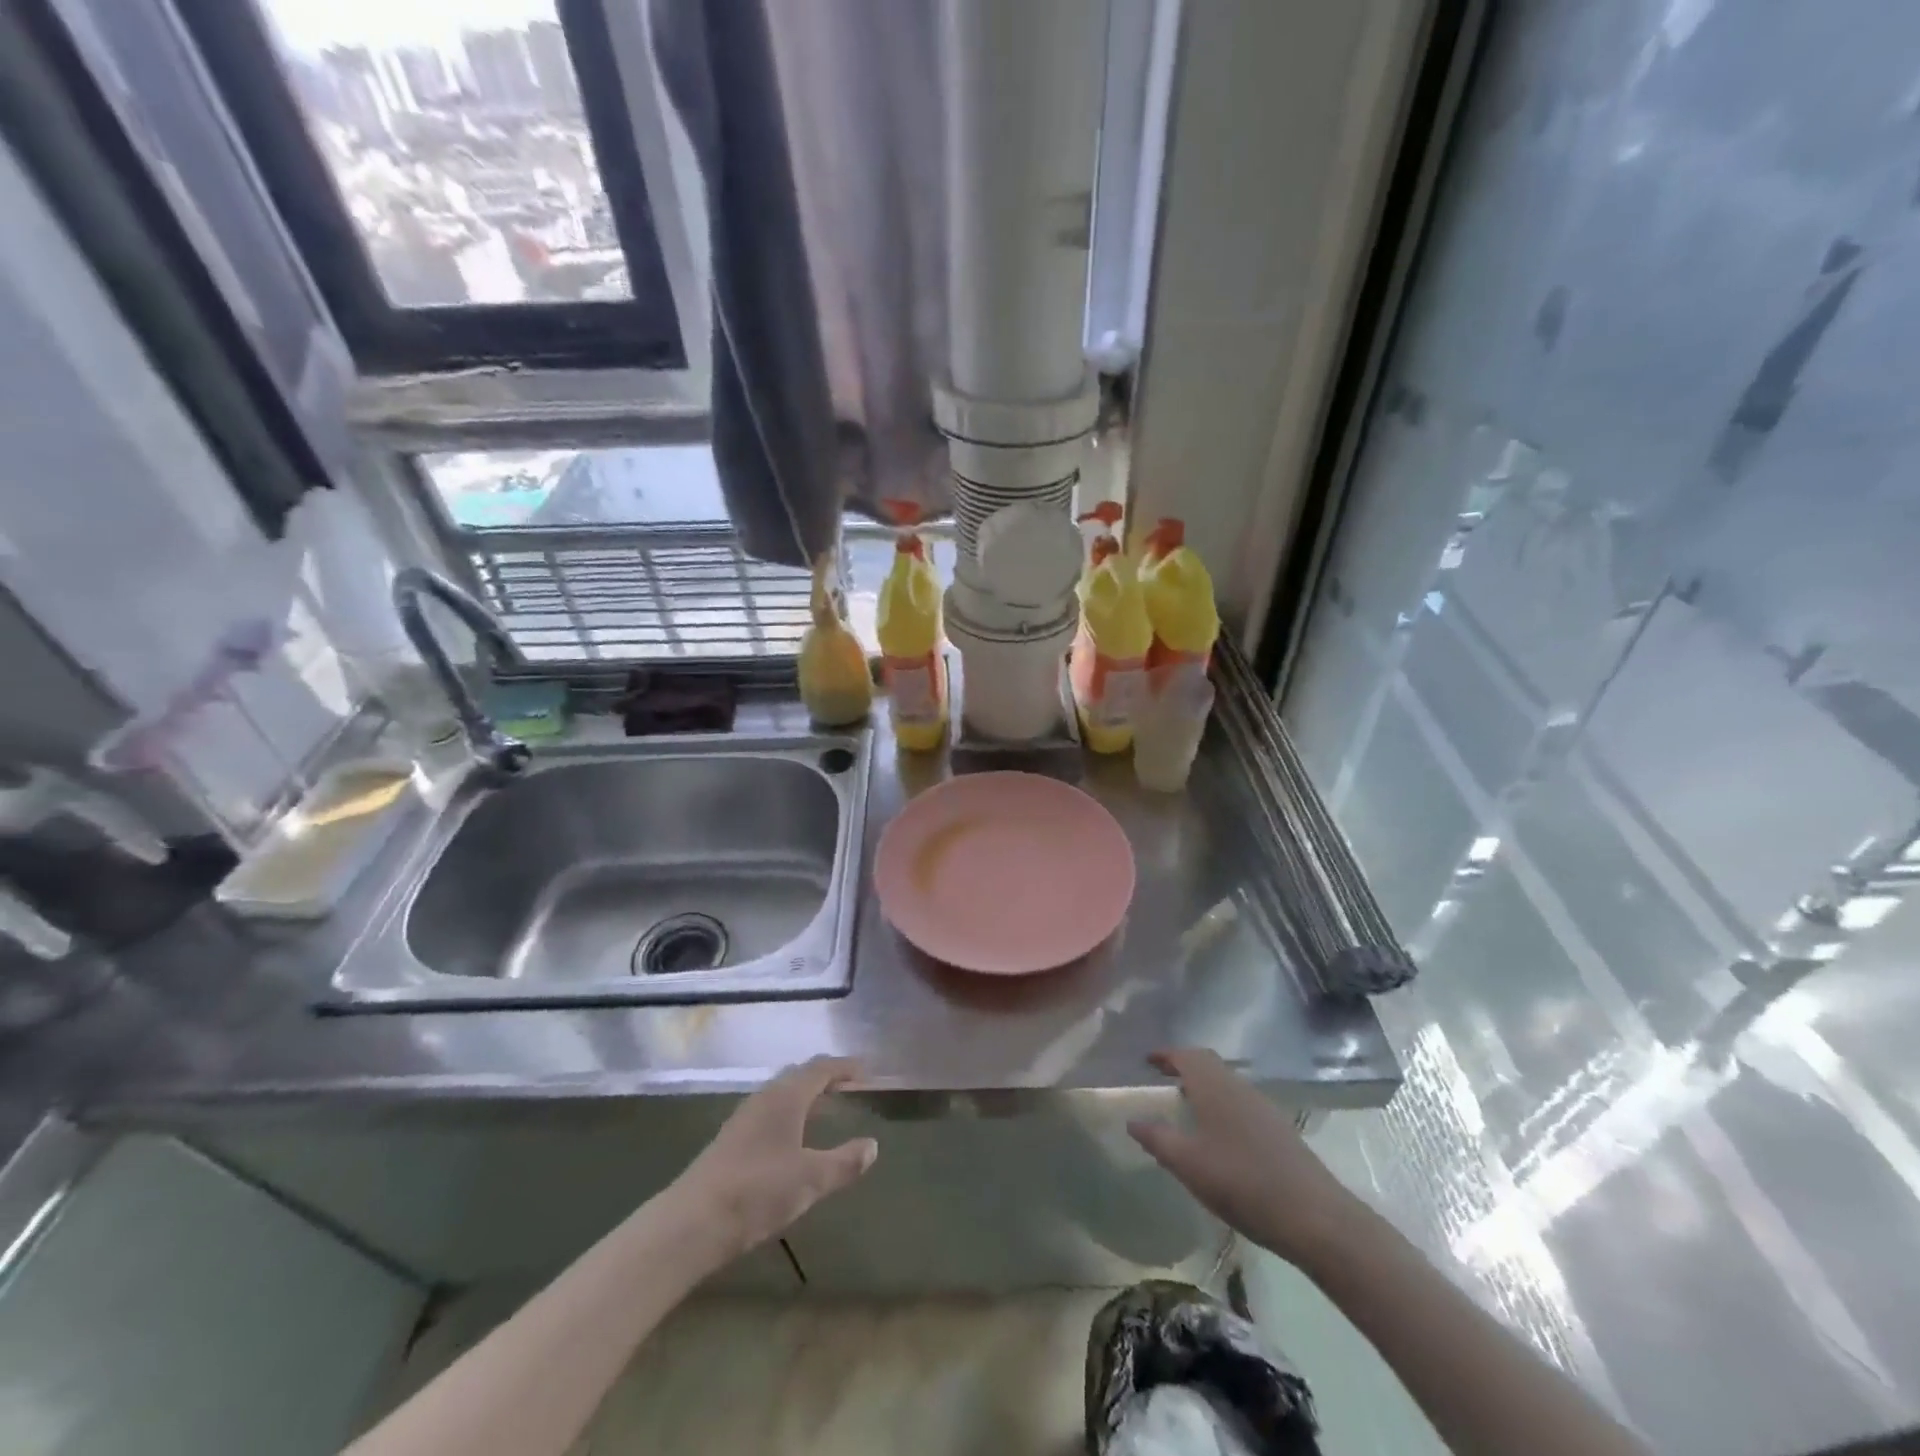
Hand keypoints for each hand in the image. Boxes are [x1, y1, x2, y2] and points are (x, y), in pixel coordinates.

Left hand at [671, 1056, 877, 1263]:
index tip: (865, 1071)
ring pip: (780, 1094)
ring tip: (824, 1110)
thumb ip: (844, 1162)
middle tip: (848, 1088)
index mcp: (787, 1096)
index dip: (845, 1067)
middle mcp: (765, 1097)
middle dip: (825, 1078)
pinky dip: (788, 1114)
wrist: (691, 1222)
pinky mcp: (730, 1140)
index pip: (821, 1068)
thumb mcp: (811, 1179)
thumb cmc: (758, 1191)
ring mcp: (744, 1118)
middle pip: (799, 1075)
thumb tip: (873, 1145)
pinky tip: (791, 1139)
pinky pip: (768, 1112)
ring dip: (804, 1096)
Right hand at [1129, 1048, 1360, 1268]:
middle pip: (1208, 1064)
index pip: (1186, 1055)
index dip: (1166, 1055)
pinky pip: (1241, 1102)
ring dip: (1204, 1087)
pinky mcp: (1279, 1129)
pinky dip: (1222, 1105)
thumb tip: (1133, 1121)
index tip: (1147, 1061)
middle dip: (1184, 1067)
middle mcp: (1238, 1087)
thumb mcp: (1189, 1164)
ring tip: (1186, 1107)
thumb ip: (1158, 1139)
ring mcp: (1263, 1107)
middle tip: (1163, 1080)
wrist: (1314, 1216)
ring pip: (1226, 1083)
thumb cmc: (1242, 1182)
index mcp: (1214, 1086)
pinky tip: (1218, 1135)